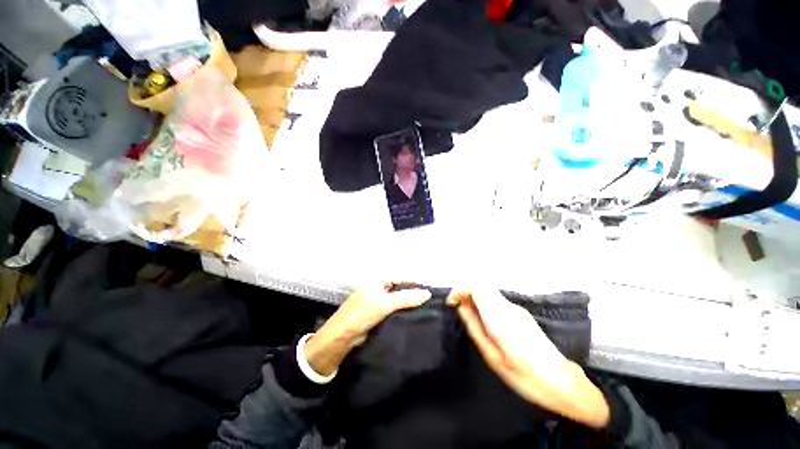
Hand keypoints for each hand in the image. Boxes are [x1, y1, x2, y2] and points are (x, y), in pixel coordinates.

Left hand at [305, 283, 431, 375]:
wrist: (342, 336)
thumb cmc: (363, 313)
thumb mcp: (386, 303)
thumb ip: (407, 298)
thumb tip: (428, 293)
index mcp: (378, 281)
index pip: (401, 279)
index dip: (414, 284)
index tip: (430, 291)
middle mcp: (378, 289)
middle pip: (399, 290)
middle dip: (412, 295)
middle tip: (430, 302)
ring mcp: (377, 302)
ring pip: (397, 301)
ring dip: (408, 305)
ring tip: (426, 310)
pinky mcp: (377, 315)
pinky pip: (393, 311)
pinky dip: (402, 313)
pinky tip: (414, 318)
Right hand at [447, 289, 609, 427]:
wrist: (562, 383)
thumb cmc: (523, 375)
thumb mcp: (491, 356)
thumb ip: (474, 327)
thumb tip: (461, 306)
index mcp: (500, 318)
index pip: (476, 287)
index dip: (460, 290)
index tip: (451, 303)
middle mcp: (508, 307)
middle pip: (482, 286)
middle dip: (465, 292)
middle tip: (457, 309)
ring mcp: (517, 309)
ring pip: (489, 292)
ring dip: (474, 298)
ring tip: (467, 316)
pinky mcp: (521, 314)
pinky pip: (496, 300)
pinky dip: (484, 303)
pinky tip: (484, 322)